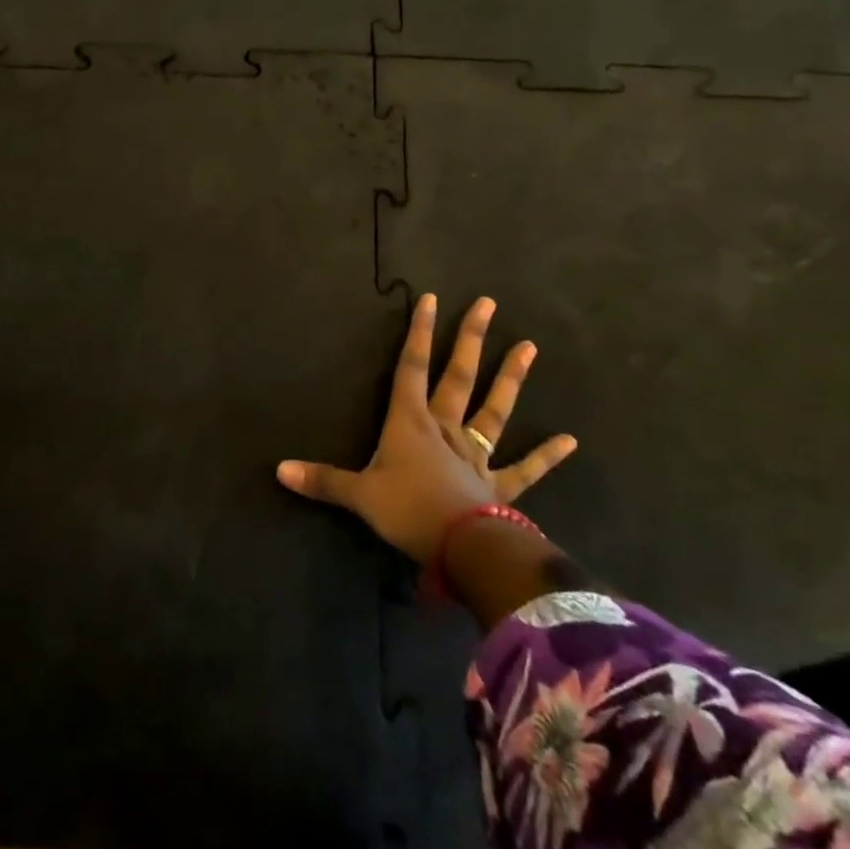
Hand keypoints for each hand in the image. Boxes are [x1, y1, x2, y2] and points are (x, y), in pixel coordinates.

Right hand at [276, 293, 576, 561]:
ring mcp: (476, 455)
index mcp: (410, 423)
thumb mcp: (358, 496)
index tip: (430, 299)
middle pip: (458, 376)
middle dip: (470, 339)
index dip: (418, 333)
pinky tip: (570, 440)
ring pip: (494, 410)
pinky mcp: (499, 486)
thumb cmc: (408, 512)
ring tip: (529, 346)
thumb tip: (278, 470)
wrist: (463, 549)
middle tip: (487, 304)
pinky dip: (546, 455)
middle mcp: (446, 429)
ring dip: (510, 378)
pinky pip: (525, 468)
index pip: (411, 368)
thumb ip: (322, 480)